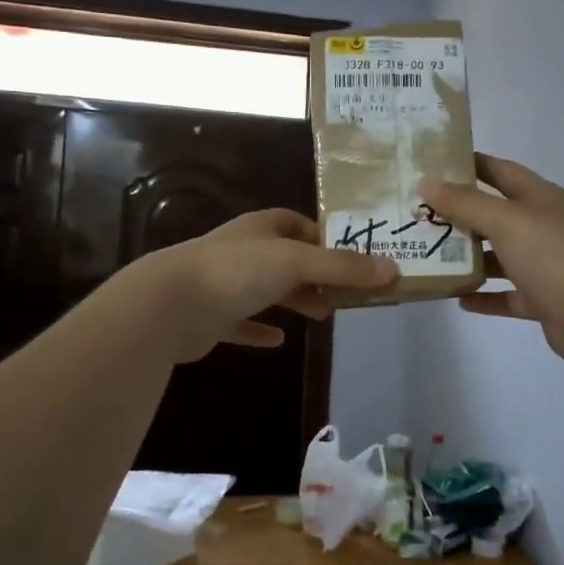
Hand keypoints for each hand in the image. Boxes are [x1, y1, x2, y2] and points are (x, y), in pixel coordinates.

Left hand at [126, 209, 398, 362]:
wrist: (170, 304)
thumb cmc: (236, 271)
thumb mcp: (297, 262)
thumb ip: (343, 268)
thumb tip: (394, 269)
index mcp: (261, 229)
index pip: (296, 223)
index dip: (323, 236)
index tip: (350, 255)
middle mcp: (242, 251)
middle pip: (286, 259)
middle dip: (315, 273)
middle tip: (346, 292)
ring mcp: (224, 284)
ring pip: (267, 289)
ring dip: (295, 299)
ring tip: (324, 314)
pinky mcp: (211, 317)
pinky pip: (241, 323)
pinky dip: (260, 330)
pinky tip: (279, 341)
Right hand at [421, 155, 563, 362]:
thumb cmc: (549, 253)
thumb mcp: (504, 220)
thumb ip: (464, 203)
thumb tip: (426, 181)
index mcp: (540, 198)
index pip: (501, 171)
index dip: (472, 164)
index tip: (436, 163)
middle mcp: (543, 226)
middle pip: (497, 214)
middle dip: (462, 214)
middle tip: (421, 213)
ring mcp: (544, 264)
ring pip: (500, 256)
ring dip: (470, 257)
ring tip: (432, 255)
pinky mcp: (542, 299)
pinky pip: (506, 294)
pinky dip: (484, 295)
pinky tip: (457, 297)